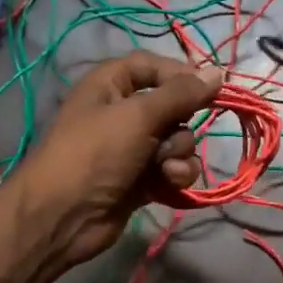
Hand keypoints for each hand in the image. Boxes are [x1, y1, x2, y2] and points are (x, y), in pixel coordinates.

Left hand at [13, 51, 223, 269]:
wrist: (64, 216)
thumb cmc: (95, 154)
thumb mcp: (138, 116)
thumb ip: (180, 94)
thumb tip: (218, 71)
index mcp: (110, 85)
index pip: (152, 66)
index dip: (180, 74)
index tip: (211, 87)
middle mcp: (122, 113)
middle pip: (172, 106)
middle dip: (181, 124)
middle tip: (172, 138)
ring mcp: (132, 149)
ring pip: (177, 141)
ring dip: (180, 154)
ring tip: (166, 169)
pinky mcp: (142, 180)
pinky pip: (173, 169)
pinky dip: (176, 175)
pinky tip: (169, 184)